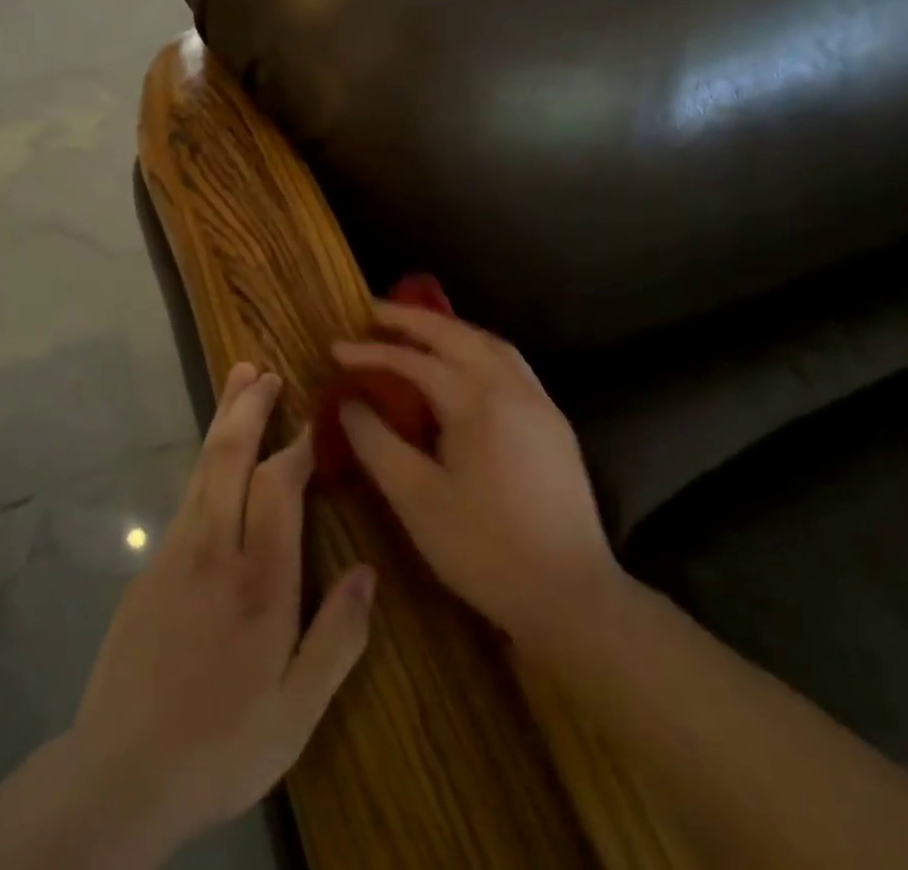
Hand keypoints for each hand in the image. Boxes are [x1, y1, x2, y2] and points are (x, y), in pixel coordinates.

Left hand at [71, 363, 375, 858]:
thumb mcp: (297, 713)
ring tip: (240, 382)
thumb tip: (367, 570)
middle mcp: (214, 549)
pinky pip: (187, 493)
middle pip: (230, 457)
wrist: (118, 775)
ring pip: (203, 467)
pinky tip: (215, 457)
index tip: (318, 420)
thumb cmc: (220, 745)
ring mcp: (175, 552)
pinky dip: (207, 458)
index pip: (278, 487)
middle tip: (265, 371)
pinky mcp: (151, 565)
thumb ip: (338, 637)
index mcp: (259, 582)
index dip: (299, 446)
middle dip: (249, 408)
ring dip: (223, 419)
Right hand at [336, 304, 623, 649]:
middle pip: (456, 334)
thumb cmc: (485, 549)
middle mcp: (511, 387)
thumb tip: (349, 402)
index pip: (413, 362)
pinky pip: (510, 364)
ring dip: (450, 330)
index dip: (370, 353)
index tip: (335, 350)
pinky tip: (465, 367)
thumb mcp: (416, 499)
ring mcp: (539, 402)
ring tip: (417, 331)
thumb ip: (376, 443)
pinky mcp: (554, 423)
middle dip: (411, 319)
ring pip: (489, 344)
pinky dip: (478, 349)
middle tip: (373, 312)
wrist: (572, 595)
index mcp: (477, 401)